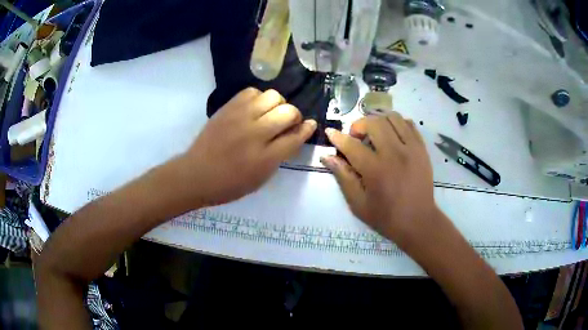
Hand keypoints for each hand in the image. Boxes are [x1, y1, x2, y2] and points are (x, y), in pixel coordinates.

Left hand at [180, 88, 315, 206]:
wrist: (196, 174)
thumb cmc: (229, 184)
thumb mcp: (260, 179)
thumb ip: (279, 157)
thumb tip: (294, 136)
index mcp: (265, 158)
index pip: (295, 137)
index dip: (306, 129)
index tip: (310, 125)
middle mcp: (255, 134)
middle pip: (288, 112)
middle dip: (294, 116)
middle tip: (287, 123)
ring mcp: (240, 117)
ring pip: (273, 96)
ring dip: (278, 104)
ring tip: (270, 114)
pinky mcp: (228, 108)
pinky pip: (252, 92)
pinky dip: (259, 98)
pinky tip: (254, 109)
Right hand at [320, 112, 438, 247]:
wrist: (418, 222)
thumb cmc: (386, 217)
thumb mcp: (358, 203)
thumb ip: (343, 177)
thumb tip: (328, 157)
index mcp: (376, 170)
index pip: (351, 145)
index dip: (337, 137)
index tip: (330, 132)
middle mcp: (395, 154)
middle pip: (374, 122)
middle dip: (359, 125)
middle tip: (356, 138)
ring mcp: (412, 148)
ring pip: (392, 117)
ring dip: (378, 120)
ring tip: (374, 133)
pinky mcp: (422, 148)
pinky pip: (408, 124)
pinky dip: (396, 124)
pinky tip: (391, 135)